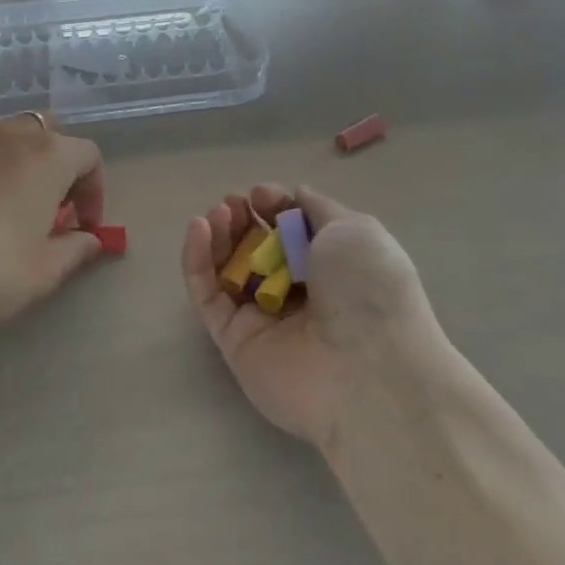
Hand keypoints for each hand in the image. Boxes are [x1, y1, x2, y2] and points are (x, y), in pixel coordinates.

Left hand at [0, 114, 106, 332]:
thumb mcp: (42, 271)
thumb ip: (75, 250)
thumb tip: (90, 240)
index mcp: (49, 156)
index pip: (89, 156)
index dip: (94, 191)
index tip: (84, 226)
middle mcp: (13, 135)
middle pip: (51, 132)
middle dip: (61, 165)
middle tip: (53, 207)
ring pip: (12, 137)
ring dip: (25, 164)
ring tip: (14, 208)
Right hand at [181, 184, 441, 446]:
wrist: (367, 369)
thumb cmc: (367, 290)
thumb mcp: (355, 231)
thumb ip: (319, 209)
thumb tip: (296, 195)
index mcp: (331, 269)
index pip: (290, 233)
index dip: (273, 208)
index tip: (261, 195)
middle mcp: (297, 294)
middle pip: (256, 249)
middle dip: (242, 219)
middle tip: (234, 204)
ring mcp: (263, 319)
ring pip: (228, 270)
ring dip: (218, 235)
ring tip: (217, 213)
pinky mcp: (234, 342)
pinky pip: (208, 296)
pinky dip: (196, 260)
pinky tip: (198, 228)